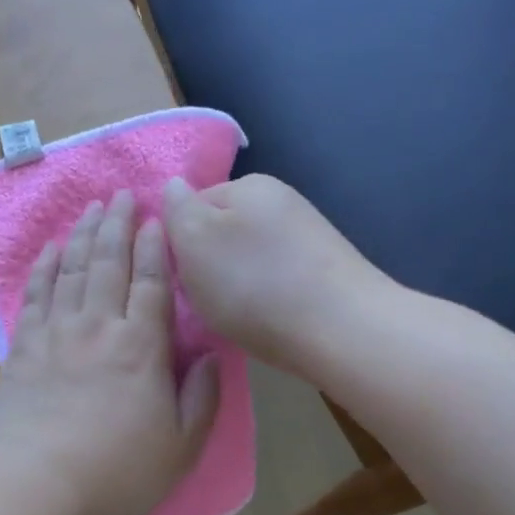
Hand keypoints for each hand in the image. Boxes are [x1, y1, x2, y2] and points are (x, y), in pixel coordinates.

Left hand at [0, 191, 220, 514]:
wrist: (37, 489)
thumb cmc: (118, 474)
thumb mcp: (182, 447)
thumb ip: (201, 397)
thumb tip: (211, 355)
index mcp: (142, 347)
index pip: (152, 283)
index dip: (155, 247)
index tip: (156, 218)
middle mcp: (99, 327)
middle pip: (109, 263)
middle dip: (118, 225)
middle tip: (123, 194)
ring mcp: (56, 334)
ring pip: (72, 270)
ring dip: (83, 235)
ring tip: (92, 208)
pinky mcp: (22, 349)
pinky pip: (36, 295)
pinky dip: (45, 267)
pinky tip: (51, 249)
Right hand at [162, 174, 388, 376]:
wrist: (340, 329)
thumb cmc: (254, 284)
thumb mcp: (195, 242)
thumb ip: (177, 211)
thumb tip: (173, 186)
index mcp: (248, 185)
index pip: (193, 205)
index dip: (177, 241)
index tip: (178, 275)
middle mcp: (281, 201)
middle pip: (223, 232)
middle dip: (208, 265)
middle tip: (205, 299)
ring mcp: (308, 236)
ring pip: (250, 259)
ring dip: (236, 284)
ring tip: (238, 315)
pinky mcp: (325, 271)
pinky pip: (277, 279)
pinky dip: (265, 298)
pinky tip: (268, 320)